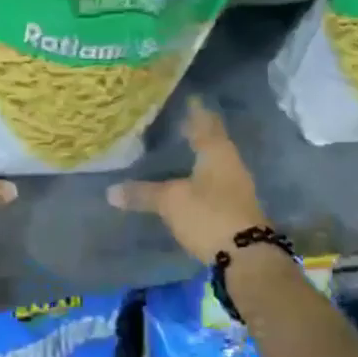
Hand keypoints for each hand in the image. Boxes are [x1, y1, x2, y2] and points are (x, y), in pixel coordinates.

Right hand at [106, 97, 266, 263]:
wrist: (247, 259)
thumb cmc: (209, 216)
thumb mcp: (171, 202)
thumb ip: (142, 193)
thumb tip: (110, 191)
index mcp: (217, 152)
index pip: (205, 122)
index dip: (194, 110)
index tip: (184, 97)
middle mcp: (230, 164)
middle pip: (210, 141)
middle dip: (192, 132)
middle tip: (169, 122)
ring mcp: (235, 187)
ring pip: (211, 163)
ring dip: (194, 156)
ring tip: (172, 150)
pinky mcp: (233, 208)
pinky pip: (211, 183)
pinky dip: (196, 177)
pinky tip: (182, 181)